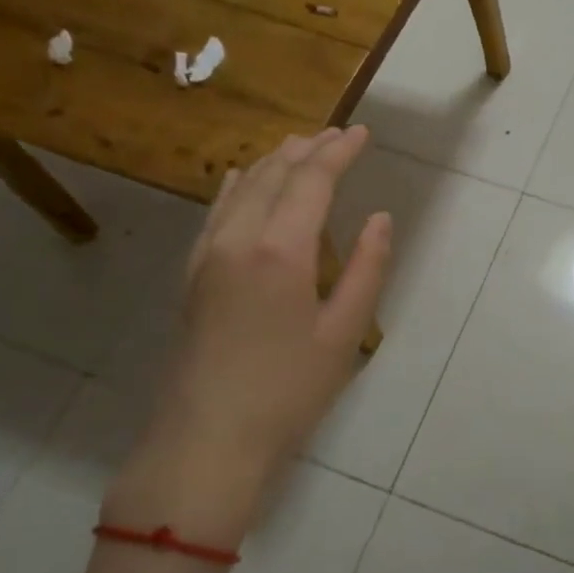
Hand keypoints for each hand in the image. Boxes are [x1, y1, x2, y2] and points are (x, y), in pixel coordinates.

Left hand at [104, 127, 391, 547]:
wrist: (207, 439)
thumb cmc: (288, 390)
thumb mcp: (345, 332)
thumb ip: (368, 268)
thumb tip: (380, 219)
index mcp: (281, 250)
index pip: (311, 180)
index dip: (339, 151)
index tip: (362, 133)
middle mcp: (238, 239)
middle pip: (274, 174)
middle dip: (308, 148)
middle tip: (338, 134)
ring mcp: (208, 255)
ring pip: (240, 187)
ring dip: (274, 161)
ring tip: (300, 146)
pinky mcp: (193, 275)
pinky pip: (215, 212)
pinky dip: (236, 186)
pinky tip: (241, 179)